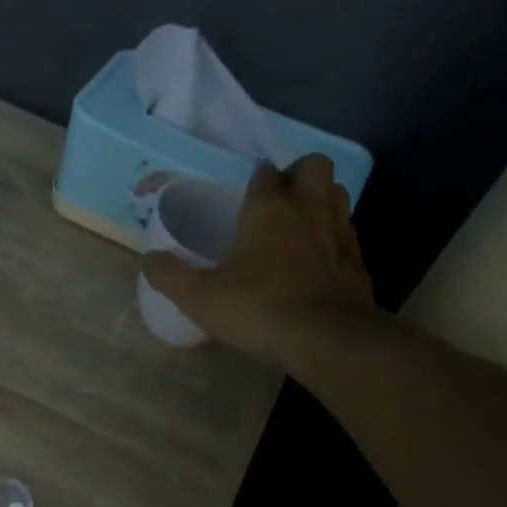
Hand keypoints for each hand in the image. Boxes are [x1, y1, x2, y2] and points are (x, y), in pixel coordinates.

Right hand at [141, 155, 380, 368]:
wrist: (325, 339)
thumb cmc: (257, 309)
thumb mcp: (198, 298)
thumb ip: (170, 275)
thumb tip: (148, 259)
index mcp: (267, 208)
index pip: (264, 172)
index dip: (256, 178)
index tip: (246, 193)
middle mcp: (308, 209)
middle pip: (313, 166)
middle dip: (298, 174)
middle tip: (280, 200)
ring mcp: (339, 233)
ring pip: (337, 194)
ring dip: (322, 199)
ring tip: (302, 224)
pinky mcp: (358, 261)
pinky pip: (348, 234)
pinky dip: (336, 238)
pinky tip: (322, 261)